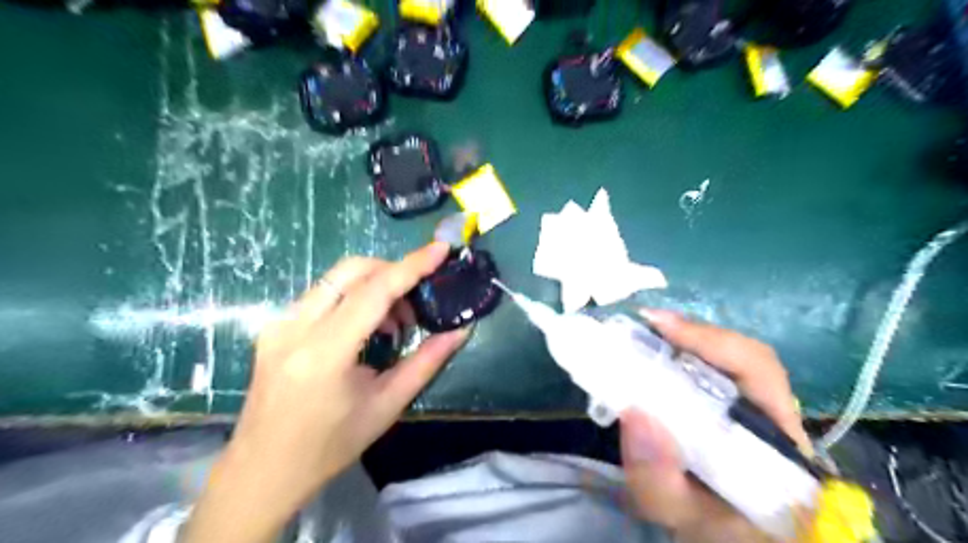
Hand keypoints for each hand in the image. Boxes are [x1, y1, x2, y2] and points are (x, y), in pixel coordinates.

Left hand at [184, 242, 467, 542]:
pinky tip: (364, 329)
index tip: (440, 249)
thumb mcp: (386, 406)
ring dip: (373, 287)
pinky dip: (353, 298)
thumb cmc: (330, 446)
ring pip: (336, 278)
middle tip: (415, 306)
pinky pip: (322, 294)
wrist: (262, 471)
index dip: (411, 266)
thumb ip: (427, 362)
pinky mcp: (273, 326)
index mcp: (324, 353)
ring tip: (392, 325)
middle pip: (352, 271)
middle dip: (392, 274)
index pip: (373, 292)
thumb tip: (461, 330)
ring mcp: (278, 324)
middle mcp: (294, 328)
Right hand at [620, 309, 809, 541]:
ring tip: (641, 334)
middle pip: (740, 355)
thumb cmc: (707, 528)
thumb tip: (634, 412)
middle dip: (690, 334)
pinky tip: (650, 355)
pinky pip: (706, 372)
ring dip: (680, 341)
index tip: (659, 325)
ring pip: (723, 360)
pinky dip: (676, 356)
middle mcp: (774, 417)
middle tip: (642, 324)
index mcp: (780, 442)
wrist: (718, 538)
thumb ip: (657, 477)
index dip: (711, 340)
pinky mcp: (731, 410)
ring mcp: (754, 411)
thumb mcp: (676, 512)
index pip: (759, 369)